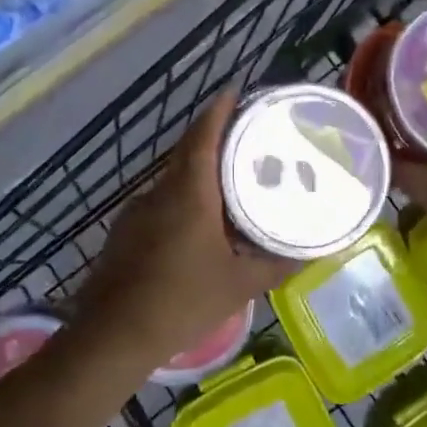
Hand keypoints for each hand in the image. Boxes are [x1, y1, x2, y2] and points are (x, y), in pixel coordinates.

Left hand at [75, 91, 294, 370]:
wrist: (113, 336)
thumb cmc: (181, 301)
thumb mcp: (239, 284)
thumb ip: (277, 264)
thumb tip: (313, 251)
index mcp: (189, 192)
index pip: (203, 135)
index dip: (219, 110)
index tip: (234, 91)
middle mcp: (161, 191)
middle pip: (188, 152)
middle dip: (214, 137)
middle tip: (246, 136)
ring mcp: (137, 210)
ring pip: (173, 179)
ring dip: (198, 172)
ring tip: (230, 183)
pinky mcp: (125, 232)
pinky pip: (160, 202)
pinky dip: (182, 199)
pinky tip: (197, 226)